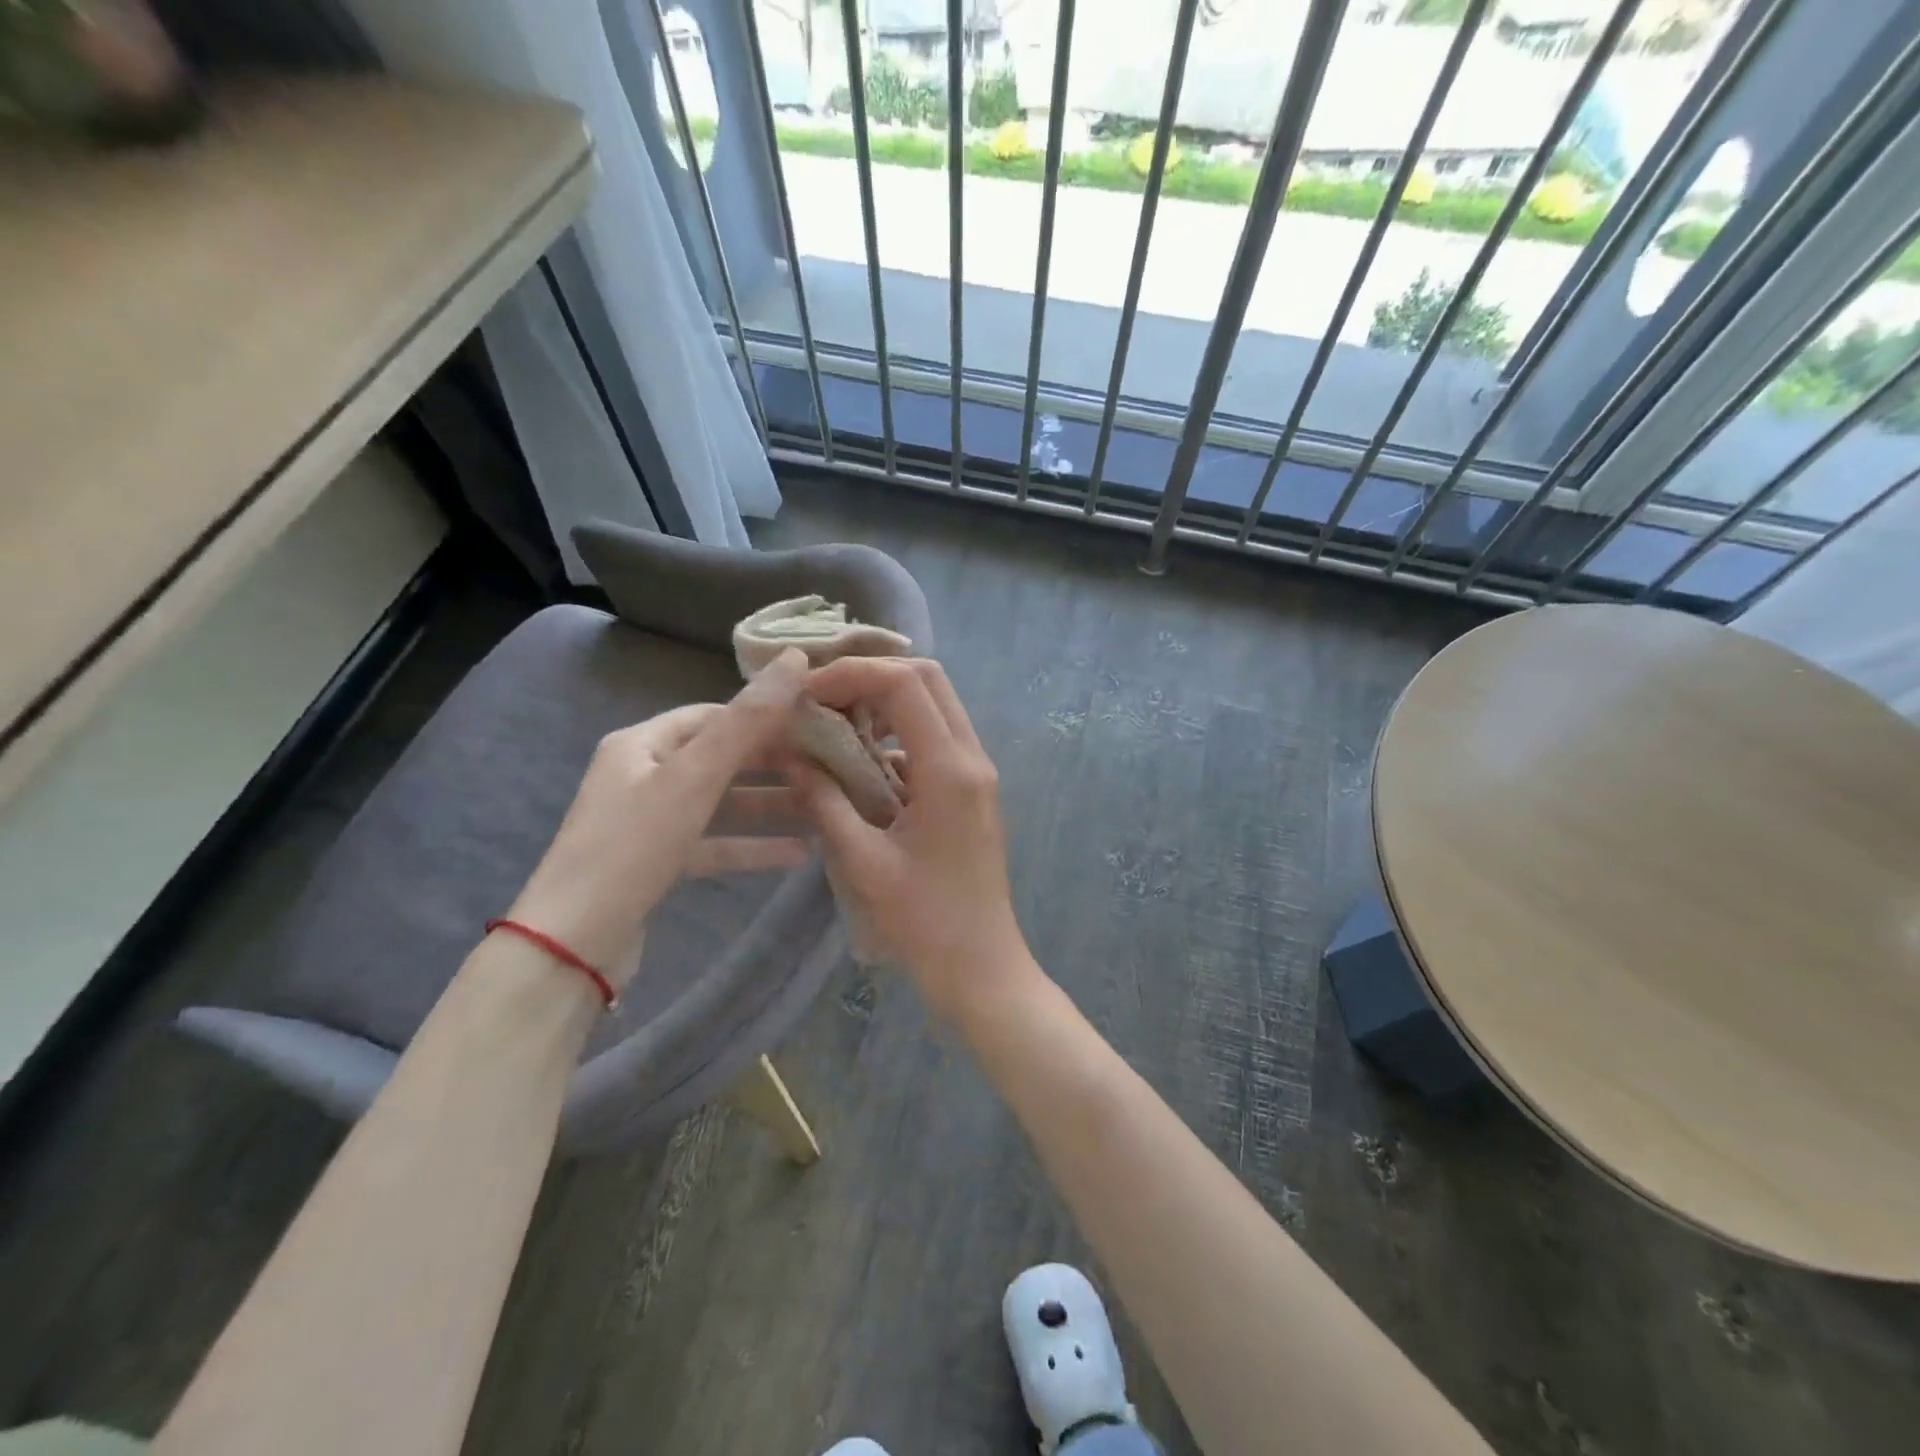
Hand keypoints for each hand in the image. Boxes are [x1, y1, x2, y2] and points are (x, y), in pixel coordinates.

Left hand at [505, 649, 810, 987]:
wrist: (571, 945)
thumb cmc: (632, 846)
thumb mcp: (693, 778)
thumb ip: (747, 722)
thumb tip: (795, 659)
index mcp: (642, 744)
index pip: (713, 715)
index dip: (764, 716)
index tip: (815, 725)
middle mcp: (643, 775)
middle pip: (720, 758)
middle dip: (773, 763)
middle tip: (828, 767)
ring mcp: (650, 821)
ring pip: (721, 803)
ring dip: (769, 806)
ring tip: (824, 808)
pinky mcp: (658, 862)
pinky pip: (714, 842)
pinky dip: (751, 845)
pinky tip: (797, 853)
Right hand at [790, 657, 1030, 1016]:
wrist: (982, 967)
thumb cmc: (924, 923)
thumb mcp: (863, 862)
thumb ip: (825, 802)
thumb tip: (793, 757)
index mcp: (950, 770)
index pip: (905, 684)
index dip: (852, 674)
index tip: (806, 693)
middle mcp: (972, 759)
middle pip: (928, 680)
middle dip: (871, 676)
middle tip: (822, 698)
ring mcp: (978, 774)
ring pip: (935, 706)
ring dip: (885, 703)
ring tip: (835, 725)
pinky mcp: (973, 791)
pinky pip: (936, 740)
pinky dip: (898, 735)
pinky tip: (862, 763)